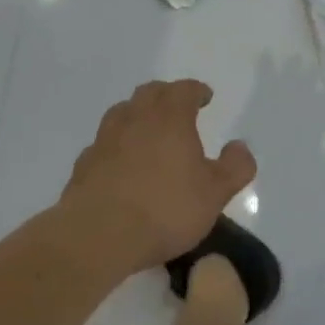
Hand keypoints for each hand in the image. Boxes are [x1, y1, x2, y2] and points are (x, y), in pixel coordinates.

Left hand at [60, 80, 255, 271]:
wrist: (98, 234)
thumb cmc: (164, 208)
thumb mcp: (214, 193)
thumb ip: (235, 167)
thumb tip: (240, 147)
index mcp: (170, 116)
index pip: (185, 90)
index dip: (197, 91)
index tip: (205, 97)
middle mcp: (136, 117)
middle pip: (151, 92)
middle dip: (166, 96)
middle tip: (178, 109)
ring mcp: (106, 138)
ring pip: (123, 112)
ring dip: (138, 115)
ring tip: (148, 132)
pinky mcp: (84, 163)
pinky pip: (104, 144)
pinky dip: (116, 145)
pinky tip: (121, 164)